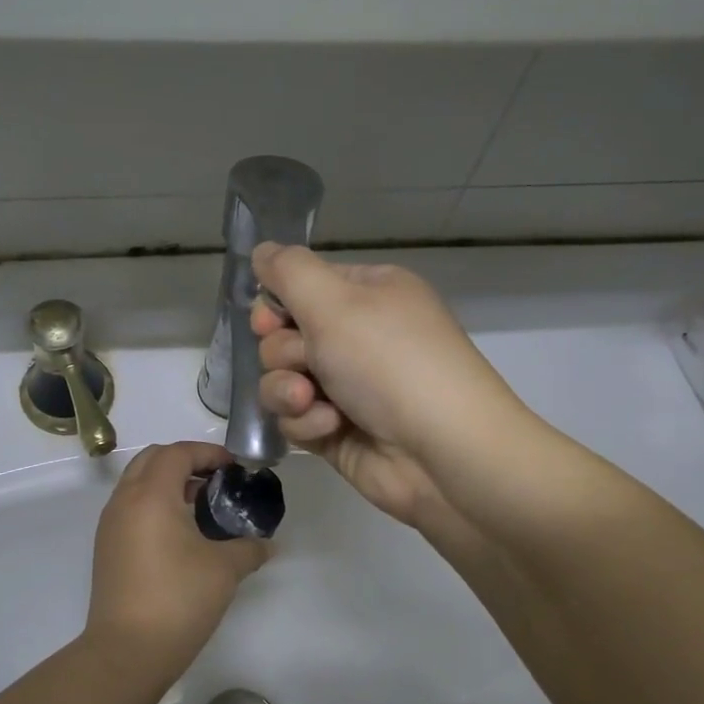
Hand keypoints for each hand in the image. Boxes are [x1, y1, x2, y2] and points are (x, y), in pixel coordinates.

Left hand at [83, 441, 270, 673]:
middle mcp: (124, 501)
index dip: (208, 452)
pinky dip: (154, 504)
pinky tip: (180, 532)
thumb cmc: (178, 599)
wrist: (127, 651)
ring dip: (167, 482)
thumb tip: (266, 545)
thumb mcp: (224, 570)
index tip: (234, 467)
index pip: (177, 453)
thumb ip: (249, 548)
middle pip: (152, 459)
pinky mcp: (107, 547)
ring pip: (137, 483)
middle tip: (216, 479)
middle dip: (185, 460)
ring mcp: (110, 524)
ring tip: (201, 505)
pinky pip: (131, 507)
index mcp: (151, 495)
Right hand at [251, 243, 525, 526]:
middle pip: (283, 337)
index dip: (276, 306)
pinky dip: (307, 423)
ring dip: (288, 392)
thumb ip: (289, 271)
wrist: (442, 453)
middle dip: (285, 354)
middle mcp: (357, 337)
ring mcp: (347, 386)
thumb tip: (262, 250)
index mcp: (367, 294)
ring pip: (281, 381)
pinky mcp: (337, 430)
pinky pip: (296, 419)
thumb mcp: (335, 301)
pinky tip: (332, 428)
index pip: (300, 287)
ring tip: (312, 401)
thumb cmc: (390, 363)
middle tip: (308, 363)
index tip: (270, 322)